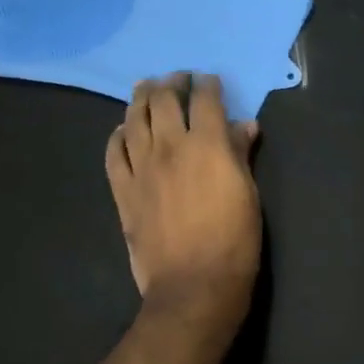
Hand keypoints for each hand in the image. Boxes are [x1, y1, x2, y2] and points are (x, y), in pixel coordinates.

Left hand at [107, 74, 260, 320]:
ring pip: (135, 119)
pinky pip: (113, 153)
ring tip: (145, 89)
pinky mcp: (123, 190)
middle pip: (165, 101)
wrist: (194, 284)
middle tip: (176, 79)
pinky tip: (122, 130)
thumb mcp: (249, 194)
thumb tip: (244, 126)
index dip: (207, 84)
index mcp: (208, 145)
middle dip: (172, 83)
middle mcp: (171, 147)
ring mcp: (142, 168)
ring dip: (141, 99)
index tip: (208, 80)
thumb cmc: (234, 241)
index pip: (205, 100)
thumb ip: (241, 155)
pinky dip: (117, 136)